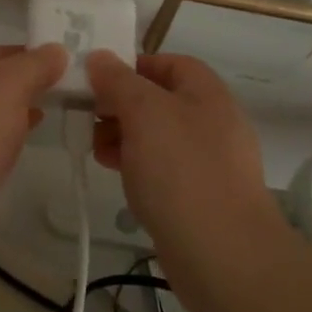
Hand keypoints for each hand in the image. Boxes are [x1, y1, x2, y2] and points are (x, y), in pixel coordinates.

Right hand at [84, 51, 276, 239]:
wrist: (223, 254)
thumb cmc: (181, 171)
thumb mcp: (143, 112)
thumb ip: (119, 81)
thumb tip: (100, 58)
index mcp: (207, 94)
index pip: (169, 63)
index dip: (132, 65)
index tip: (96, 80)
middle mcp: (213, 122)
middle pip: (160, 99)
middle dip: (121, 104)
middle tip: (88, 117)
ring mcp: (209, 162)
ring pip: (158, 136)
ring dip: (124, 136)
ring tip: (96, 149)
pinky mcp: (200, 196)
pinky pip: (164, 169)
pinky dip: (137, 165)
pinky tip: (117, 175)